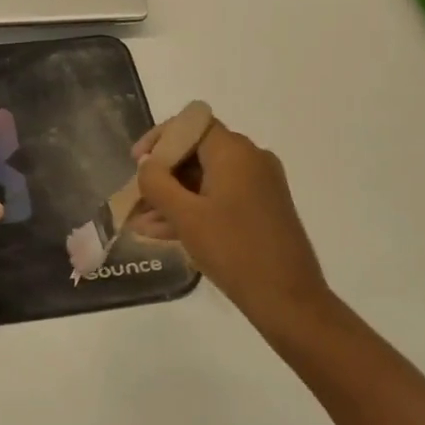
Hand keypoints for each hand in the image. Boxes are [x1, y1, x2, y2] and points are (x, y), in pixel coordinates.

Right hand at [133, 118, 331, 332]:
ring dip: (174, 197)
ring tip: (141, 223)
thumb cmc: (234, 251)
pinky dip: (195, 209)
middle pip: (197, 152)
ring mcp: (260, 185)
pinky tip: (163, 233)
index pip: (191, 124)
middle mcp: (251, 159)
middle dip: (163, 175)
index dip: (159, 138)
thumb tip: (146, 163)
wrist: (289, 299)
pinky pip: (221, 197)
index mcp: (234, 152)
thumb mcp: (186, 216)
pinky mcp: (263, 209)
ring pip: (206, 179)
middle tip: (136, 198)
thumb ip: (157, 183)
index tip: (136, 162)